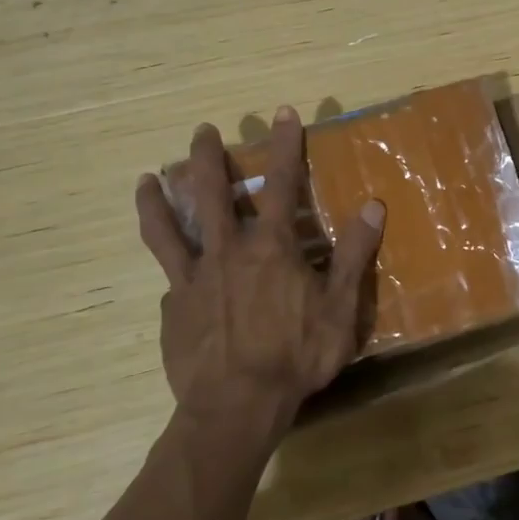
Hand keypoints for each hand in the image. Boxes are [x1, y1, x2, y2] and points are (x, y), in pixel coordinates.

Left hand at [134, 108, 383, 451]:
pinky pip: (171, 280)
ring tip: (145, 178)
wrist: (236, 406)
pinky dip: (173, 268)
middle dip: (206, 158)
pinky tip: (173, 275)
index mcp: (271, 247)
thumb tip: (373, 204)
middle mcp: (227, 252)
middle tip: (201, 131)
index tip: (281, 112)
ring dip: (157, 200)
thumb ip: (355, 254)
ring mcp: (193, 280)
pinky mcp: (173, 309)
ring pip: (168, 229)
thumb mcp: (340, 307)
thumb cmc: (296, 355)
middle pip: (210, 194)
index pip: (281, 184)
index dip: (284, 145)